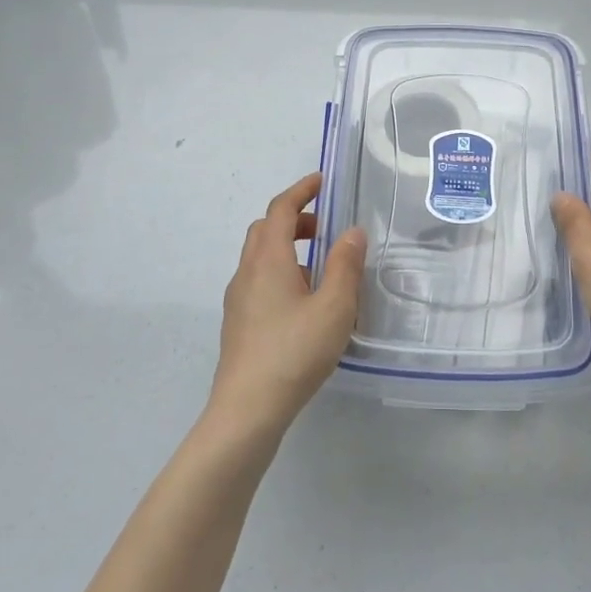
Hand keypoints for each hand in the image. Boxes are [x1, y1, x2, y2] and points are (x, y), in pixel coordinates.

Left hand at [210, 173, 365, 436]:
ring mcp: (238, 298)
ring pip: (260, 256)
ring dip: (288, 247)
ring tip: (322, 268)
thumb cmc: (294, 351)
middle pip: (265, 229)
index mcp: (269, 259)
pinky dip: (281, 272)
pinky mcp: (238, 322)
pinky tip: (304, 302)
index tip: (322, 181)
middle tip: (326, 227)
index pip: (281, 210)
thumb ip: (345, 265)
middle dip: (295, 219)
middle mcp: (248, 271)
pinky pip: (259, 280)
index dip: (301, 191)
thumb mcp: (334, 307)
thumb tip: (352, 232)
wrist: (247, 409)